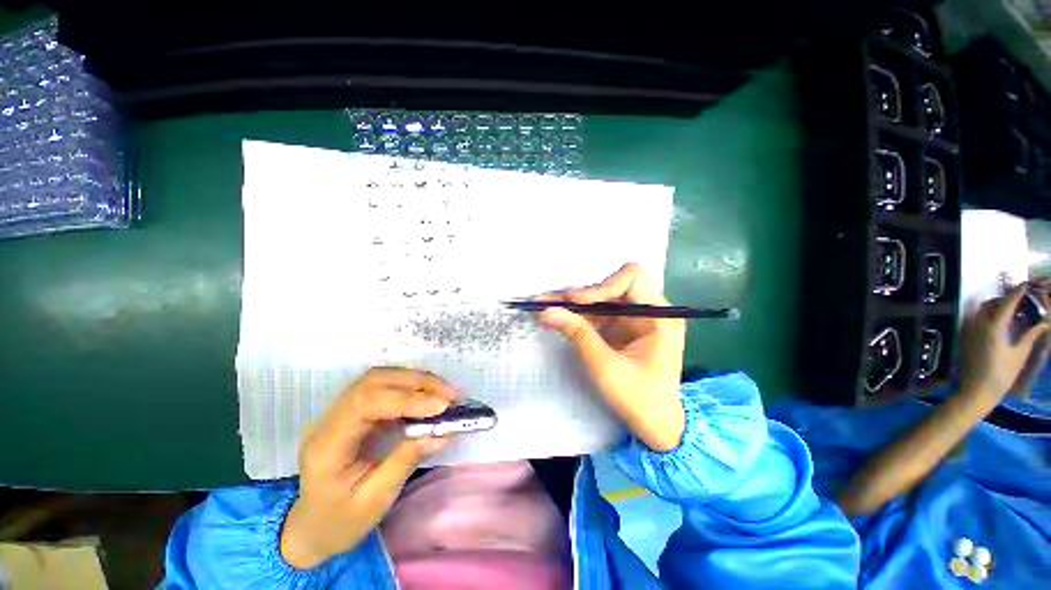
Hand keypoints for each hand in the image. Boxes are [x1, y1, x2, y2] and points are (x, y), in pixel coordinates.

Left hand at [280, 368, 456, 568]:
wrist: (311, 528)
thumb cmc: (340, 522)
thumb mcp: (374, 501)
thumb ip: (405, 462)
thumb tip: (441, 433)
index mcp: (327, 445)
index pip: (365, 403)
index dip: (406, 398)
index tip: (442, 406)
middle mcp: (329, 419)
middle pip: (373, 381)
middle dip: (416, 383)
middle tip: (450, 394)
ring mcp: (340, 412)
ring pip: (379, 378)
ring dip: (415, 380)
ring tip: (444, 392)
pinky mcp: (353, 411)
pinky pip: (384, 387)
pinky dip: (410, 387)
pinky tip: (428, 396)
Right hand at [538, 263, 686, 451]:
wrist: (655, 425)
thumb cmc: (639, 399)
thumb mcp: (606, 367)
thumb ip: (578, 335)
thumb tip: (547, 312)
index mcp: (660, 317)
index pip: (631, 279)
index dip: (601, 286)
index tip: (575, 302)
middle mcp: (649, 310)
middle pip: (612, 286)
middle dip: (581, 294)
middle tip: (550, 301)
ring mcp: (634, 318)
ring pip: (601, 298)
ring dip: (574, 303)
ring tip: (545, 305)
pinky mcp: (621, 327)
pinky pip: (598, 312)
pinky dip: (578, 314)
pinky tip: (557, 316)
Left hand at [959, 284, 1050, 403]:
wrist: (977, 391)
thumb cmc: (1001, 375)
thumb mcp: (1020, 354)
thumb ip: (1030, 335)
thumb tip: (1043, 322)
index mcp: (993, 327)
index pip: (1006, 304)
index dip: (1016, 293)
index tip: (1026, 284)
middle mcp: (978, 325)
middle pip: (992, 304)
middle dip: (1006, 299)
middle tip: (1021, 300)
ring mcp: (969, 330)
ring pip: (983, 310)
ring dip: (996, 307)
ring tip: (1013, 311)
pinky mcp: (965, 337)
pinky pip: (977, 319)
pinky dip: (989, 315)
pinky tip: (1001, 322)